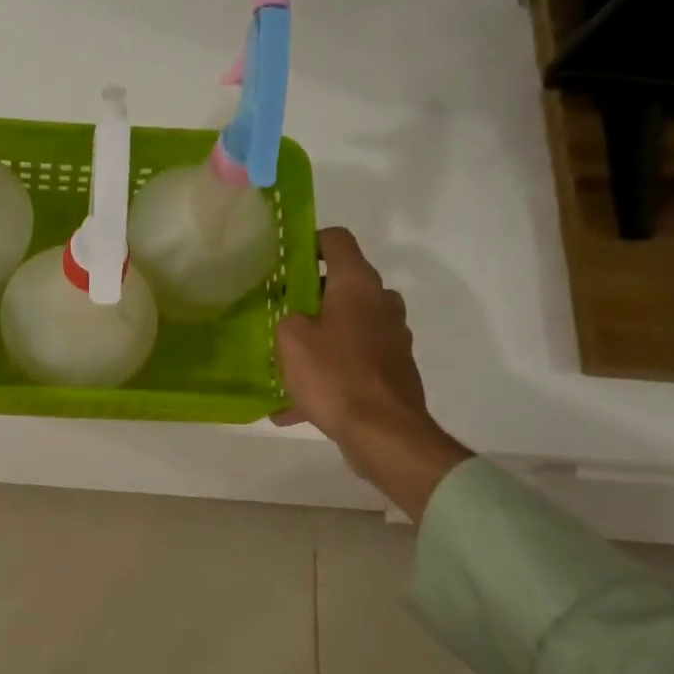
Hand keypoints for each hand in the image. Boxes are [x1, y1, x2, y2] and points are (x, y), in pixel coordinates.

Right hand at [274, 227, 471, 519]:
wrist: (383, 433)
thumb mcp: (291, 340)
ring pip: (348, 328)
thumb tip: (298, 320)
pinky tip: (295, 407)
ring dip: (319, 341)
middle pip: (343, 286)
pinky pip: (352, 365)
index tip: (285, 261)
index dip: (310, 242)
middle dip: (311, 298)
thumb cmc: (334, 375)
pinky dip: (328, 378)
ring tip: (285, 365)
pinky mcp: (392, 372)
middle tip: (280, 315)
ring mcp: (391, 339)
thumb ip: (288, 318)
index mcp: (358, 285)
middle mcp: (381, 304)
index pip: (337, 240)